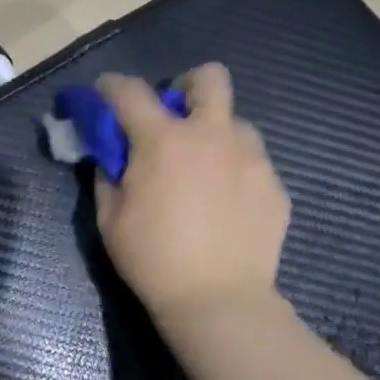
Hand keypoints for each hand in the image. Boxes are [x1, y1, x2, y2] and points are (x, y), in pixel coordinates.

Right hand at [94, 65, 290, 325]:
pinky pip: (254, 162)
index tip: (105, 94)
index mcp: (164, 142)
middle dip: (187, 87)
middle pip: (209, 78)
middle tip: (176, 118)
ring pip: (237, 122)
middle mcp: (212, 136)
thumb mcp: (111, 222)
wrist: (218, 301)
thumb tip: (112, 158)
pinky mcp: (275, 185)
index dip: (111, 86)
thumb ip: (108, 178)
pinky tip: (227, 206)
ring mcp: (251, 158)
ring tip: (206, 171)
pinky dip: (235, 172)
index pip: (130, 92)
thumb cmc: (154, 261)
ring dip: (216, 134)